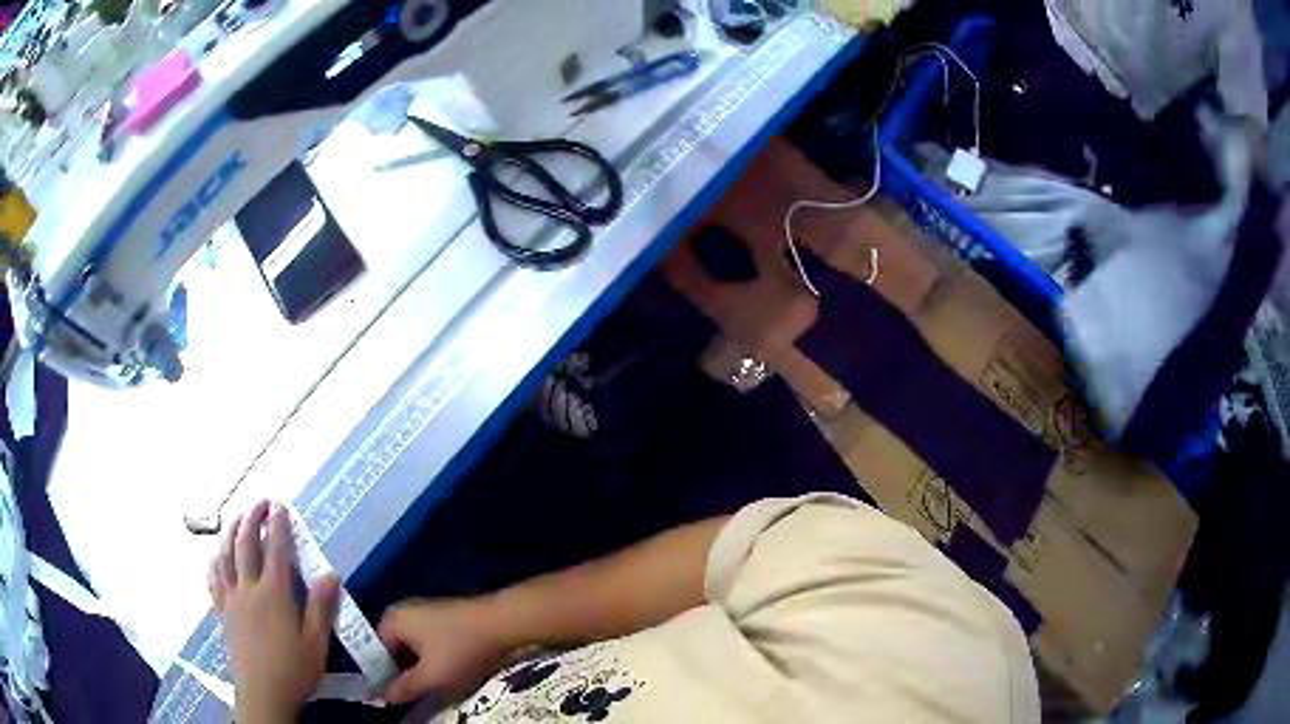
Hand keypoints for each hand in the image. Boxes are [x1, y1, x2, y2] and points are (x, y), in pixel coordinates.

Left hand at [209, 501, 340, 721]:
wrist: (263, 694)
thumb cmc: (294, 670)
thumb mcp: (316, 644)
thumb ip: (321, 608)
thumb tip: (331, 574)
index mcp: (274, 594)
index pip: (276, 550)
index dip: (278, 526)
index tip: (281, 506)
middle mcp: (248, 589)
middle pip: (246, 545)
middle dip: (252, 519)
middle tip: (260, 503)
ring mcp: (231, 599)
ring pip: (225, 557)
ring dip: (231, 533)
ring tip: (236, 520)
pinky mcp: (222, 612)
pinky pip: (214, 579)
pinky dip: (215, 561)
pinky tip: (217, 557)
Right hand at [377, 598, 513, 704]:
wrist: (501, 623)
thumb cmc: (459, 648)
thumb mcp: (431, 676)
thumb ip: (404, 688)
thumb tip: (383, 697)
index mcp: (392, 620)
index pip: (374, 652)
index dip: (379, 676)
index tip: (387, 696)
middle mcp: (403, 611)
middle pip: (393, 648)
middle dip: (399, 672)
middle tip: (406, 696)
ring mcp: (425, 612)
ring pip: (412, 647)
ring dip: (417, 668)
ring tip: (424, 688)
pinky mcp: (444, 618)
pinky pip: (428, 642)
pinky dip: (431, 659)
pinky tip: (441, 675)